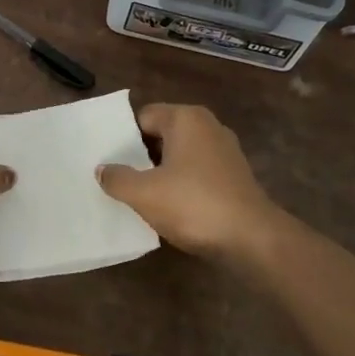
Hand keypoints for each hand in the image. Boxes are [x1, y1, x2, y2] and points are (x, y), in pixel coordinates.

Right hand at [97, 103, 286, 258]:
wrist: (252, 238)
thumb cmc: (194, 204)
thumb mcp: (144, 193)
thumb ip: (117, 178)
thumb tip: (102, 169)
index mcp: (186, 118)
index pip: (143, 117)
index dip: (122, 137)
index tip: (107, 159)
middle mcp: (207, 126)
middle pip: (162, 133)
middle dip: (140, 154)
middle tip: (117, 176)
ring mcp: (225, 150)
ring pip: (180, 154)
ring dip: (161, 171)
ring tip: (139, 193)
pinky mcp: (235, 175)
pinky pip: (197, 171)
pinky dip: (182, 183)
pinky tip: (170, 206)